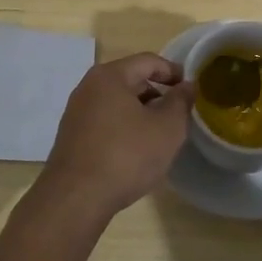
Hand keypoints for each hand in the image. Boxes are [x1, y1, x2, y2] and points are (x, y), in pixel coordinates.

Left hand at [37, 53, 194, 217]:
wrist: (76, 199)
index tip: (190, 89)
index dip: (173, 71)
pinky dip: (123, 128)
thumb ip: (181, 102)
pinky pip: (104, 122)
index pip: (148, 61)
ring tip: (159, 135)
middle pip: (130, 80)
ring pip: (117, 103)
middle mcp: (88, 87)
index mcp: (110, 76)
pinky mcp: (71, 137)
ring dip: (140, 113)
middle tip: (177, 115)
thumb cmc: (126, 155)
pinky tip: (134, 151)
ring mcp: (76, 112)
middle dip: (156, 94)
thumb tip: (187, 85)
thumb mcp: (167, 128)